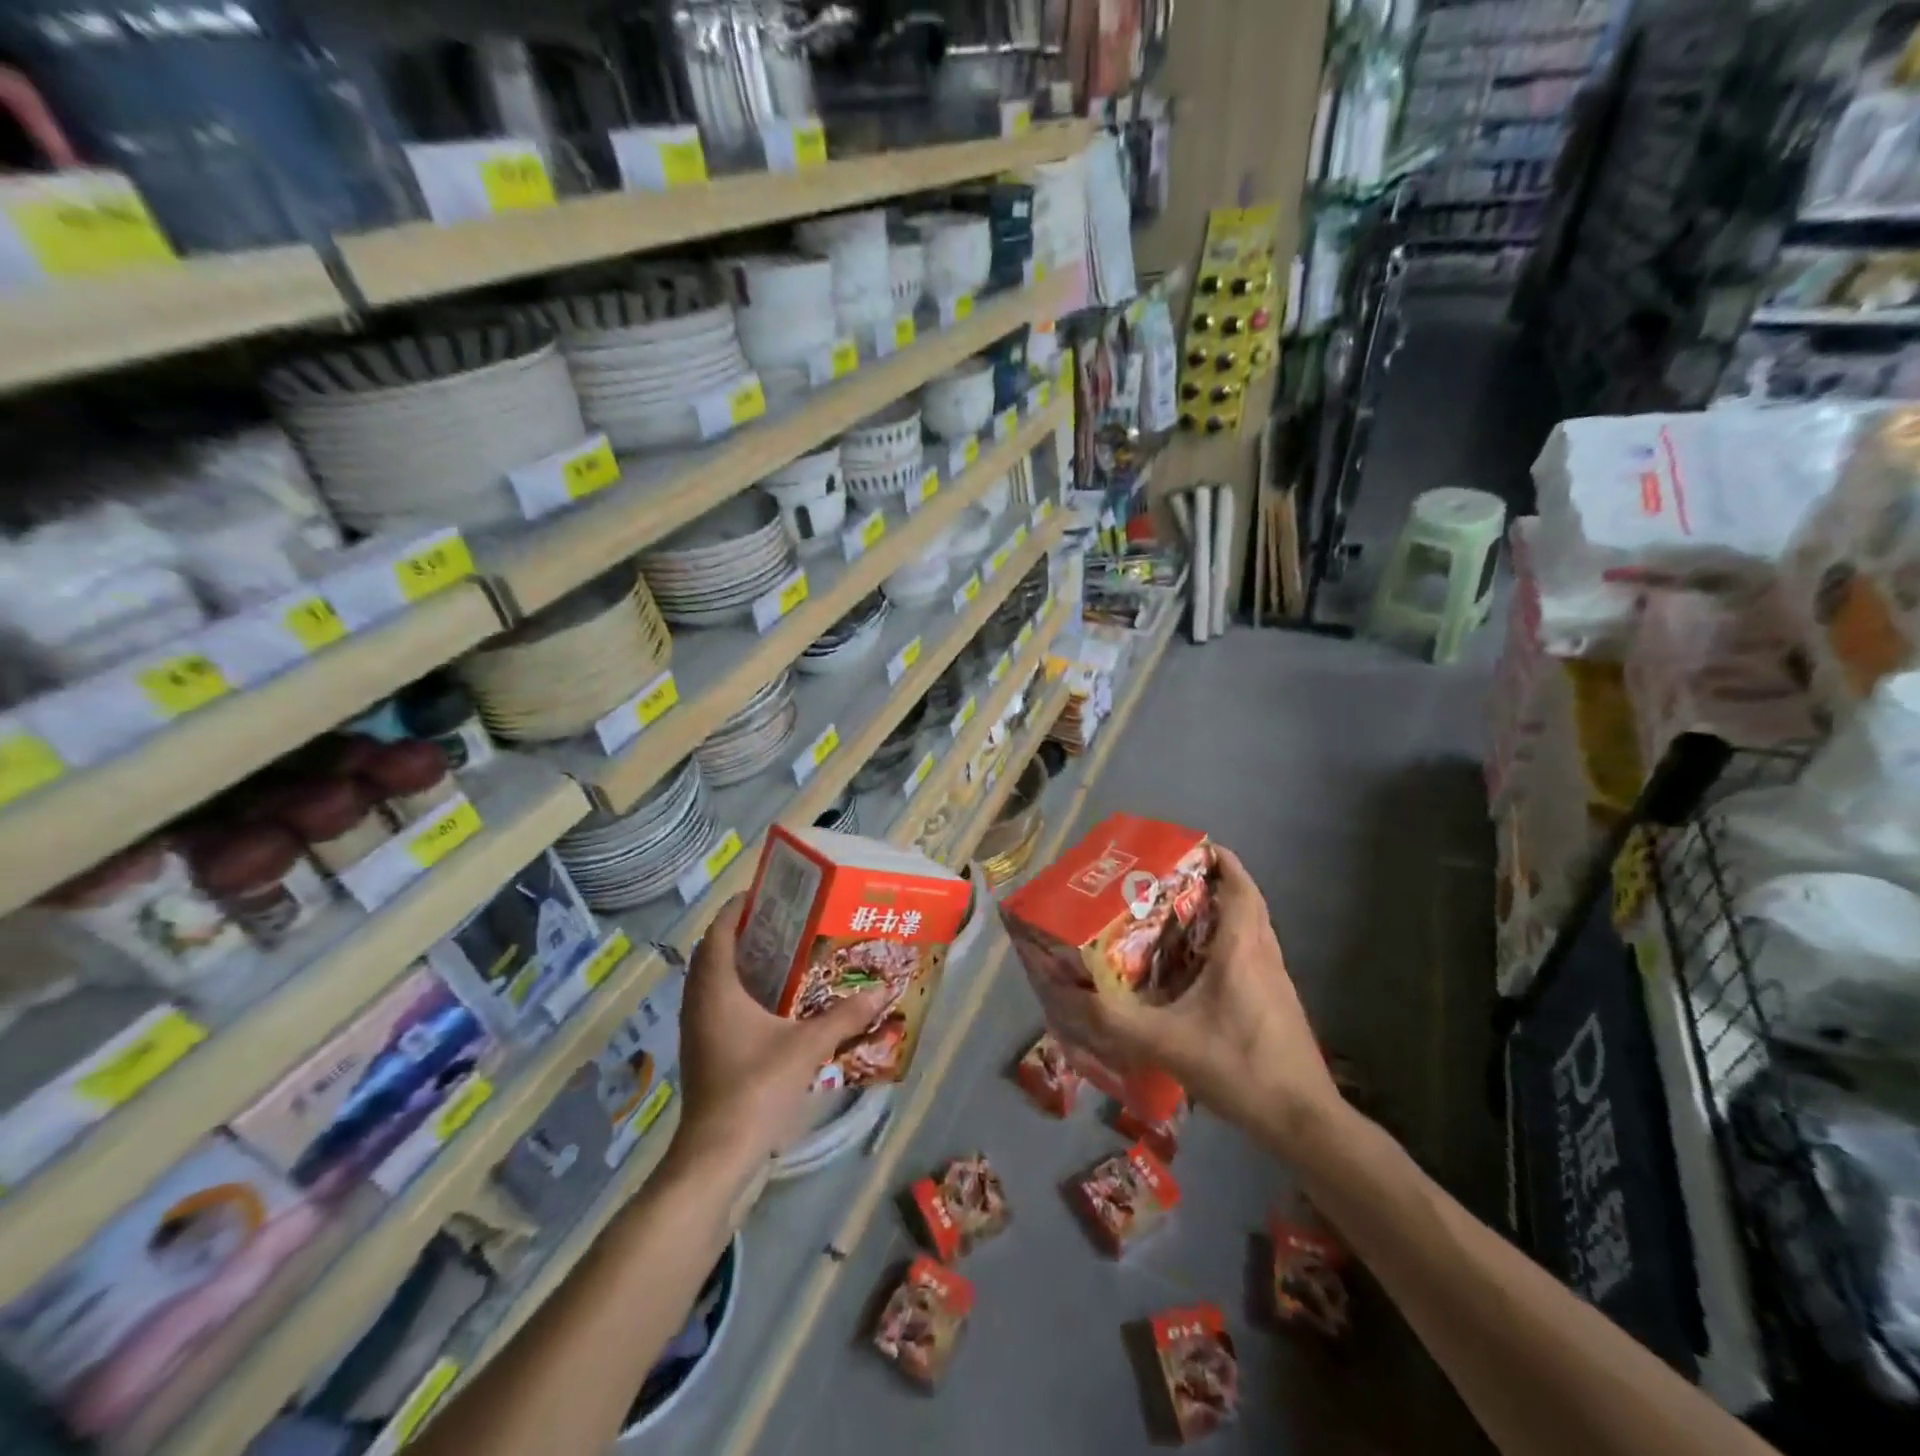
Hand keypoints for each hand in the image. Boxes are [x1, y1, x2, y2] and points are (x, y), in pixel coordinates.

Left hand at [671, 896, 888, 1176]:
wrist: (716, 1154)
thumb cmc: (756, 1088)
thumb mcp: (806, 1047)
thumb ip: (844, 1017)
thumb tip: (881, 991)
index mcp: (716, 990)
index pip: (719, 932)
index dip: (737, 908)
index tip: (765, 892)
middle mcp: (699, 1003)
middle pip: (713, 953)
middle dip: (742, 933)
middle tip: (781, 921)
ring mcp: (696, 1030)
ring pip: (712, 980)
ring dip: (738, 963)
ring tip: (779, 954)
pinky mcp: (702, 1051)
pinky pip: (715, 1004)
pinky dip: (737, 991)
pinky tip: (770, 1001)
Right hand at [1031, 847, 1340, 1149]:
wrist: (1303, 1122)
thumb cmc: (1239, 1067)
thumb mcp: (1166, 1043)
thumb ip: (1115, 1020)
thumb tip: (1070, 995)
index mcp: (1241, 950)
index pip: (1240, 886)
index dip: (1221, 859)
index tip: (1191, 846)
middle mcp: (1263, 955)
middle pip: (1246, 902)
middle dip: (1214, 883)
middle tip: (1171, 882)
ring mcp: (1276, 981)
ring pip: (1252, 929)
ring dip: (1222, 914)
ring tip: (1177, 918)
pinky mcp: (1279, 1004)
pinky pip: (1253, 955)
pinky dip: (1228, 944)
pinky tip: (1198, 970)